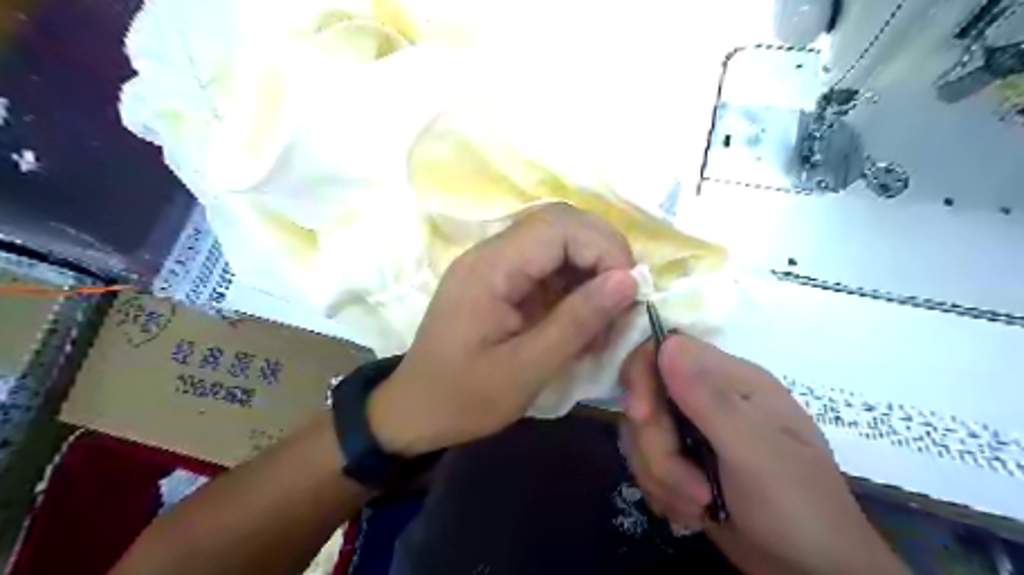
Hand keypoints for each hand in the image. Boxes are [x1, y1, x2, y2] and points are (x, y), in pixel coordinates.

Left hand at [369, 205, 637, 456]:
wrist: (415, 411)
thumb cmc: (463, 397)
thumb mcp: (525, 369)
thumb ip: (576, 322)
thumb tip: (628, 280)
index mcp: (490, 268)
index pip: (558, 227)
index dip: (603, 248)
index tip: (630, 291)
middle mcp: (491, 254)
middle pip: (560, 224)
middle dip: (603, 254)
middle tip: (626, 298)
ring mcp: (495, 265)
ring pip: (559, 243)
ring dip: (592, 270)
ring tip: (608, 315)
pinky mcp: (502, 282)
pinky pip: (548, 267)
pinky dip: (576, 287)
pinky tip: (586, 320)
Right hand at [619, 337, 906, 574]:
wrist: (812, 572)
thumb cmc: (797, 507)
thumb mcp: (755, 453)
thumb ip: (709, 398)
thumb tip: (666, 344)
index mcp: (730, 379)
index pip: (664, 350)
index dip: (642, 378)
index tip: (641, 417)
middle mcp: (706, 396)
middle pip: (645, 399)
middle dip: (657, 448)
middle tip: (692, 488)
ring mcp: (693, 429)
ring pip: (640, 434)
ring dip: (660, 476)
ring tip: (698, 505)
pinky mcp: (682, 459)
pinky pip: (644, 460)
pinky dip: (661, 490)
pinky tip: (691, 511)